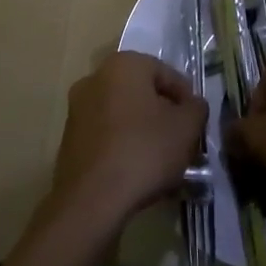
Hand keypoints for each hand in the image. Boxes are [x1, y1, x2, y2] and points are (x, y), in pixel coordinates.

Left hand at [48, 52, 206, 231]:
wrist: (91, 200)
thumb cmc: (144, 151)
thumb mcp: (187, 127)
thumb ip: (196, 108)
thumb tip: (192, 105)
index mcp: (124, 64)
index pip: (166, 73)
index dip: (186, 98)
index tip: (196, 123)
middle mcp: (95, 78)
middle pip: (142, 93)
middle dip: (163, 114)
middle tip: (181, 140)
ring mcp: (77, 109)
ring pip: (123, 114)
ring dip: (142, 131)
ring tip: (161, 160)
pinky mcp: (69, 139)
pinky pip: (106, 135)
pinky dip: (123, 146)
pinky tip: (137, 171)